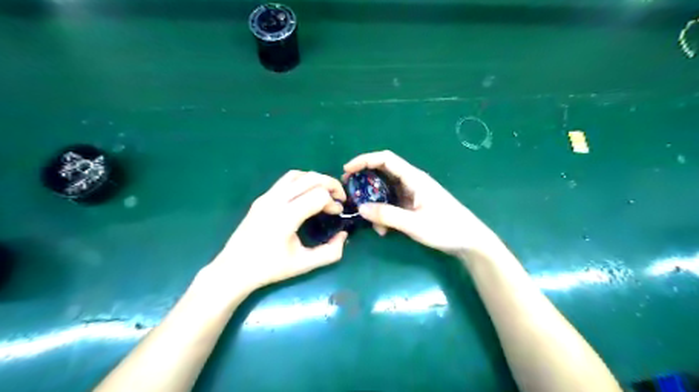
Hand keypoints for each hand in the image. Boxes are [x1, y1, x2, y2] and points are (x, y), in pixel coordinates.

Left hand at [205, 170, 352, 292]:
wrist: (234, 269)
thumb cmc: (269, 269)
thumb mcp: (304, 264)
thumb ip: (330, 252)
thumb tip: (344, 235)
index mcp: (286, 217)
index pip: (318, 195)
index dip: (333, 202)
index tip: (337, 214)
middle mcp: (276, 201)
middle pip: (311, 178)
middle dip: (330, 184)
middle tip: (339, 197)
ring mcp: (266, 197)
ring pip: (297, 175)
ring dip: (315, 180)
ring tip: (325, 193)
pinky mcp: (261, 198)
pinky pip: (286, 180)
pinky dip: (302, 181)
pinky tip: (306, 195)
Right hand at [343, 150, 496, 253]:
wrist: (470, 241)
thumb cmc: (446, 228)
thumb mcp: (414, 224)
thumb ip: (387, 215)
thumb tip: (361, 208)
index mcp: (414, 178)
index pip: (386, 159)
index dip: (365, 160)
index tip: (347, 170)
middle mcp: (412, 182)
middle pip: (383, 173)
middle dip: (364, 181)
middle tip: (349, 192)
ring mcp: (412, 194)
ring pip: (386, 191)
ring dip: (375, 203)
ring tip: (371, 222)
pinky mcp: (413, 205)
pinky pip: (392, 204)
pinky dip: (384, 213)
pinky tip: (384, 230)